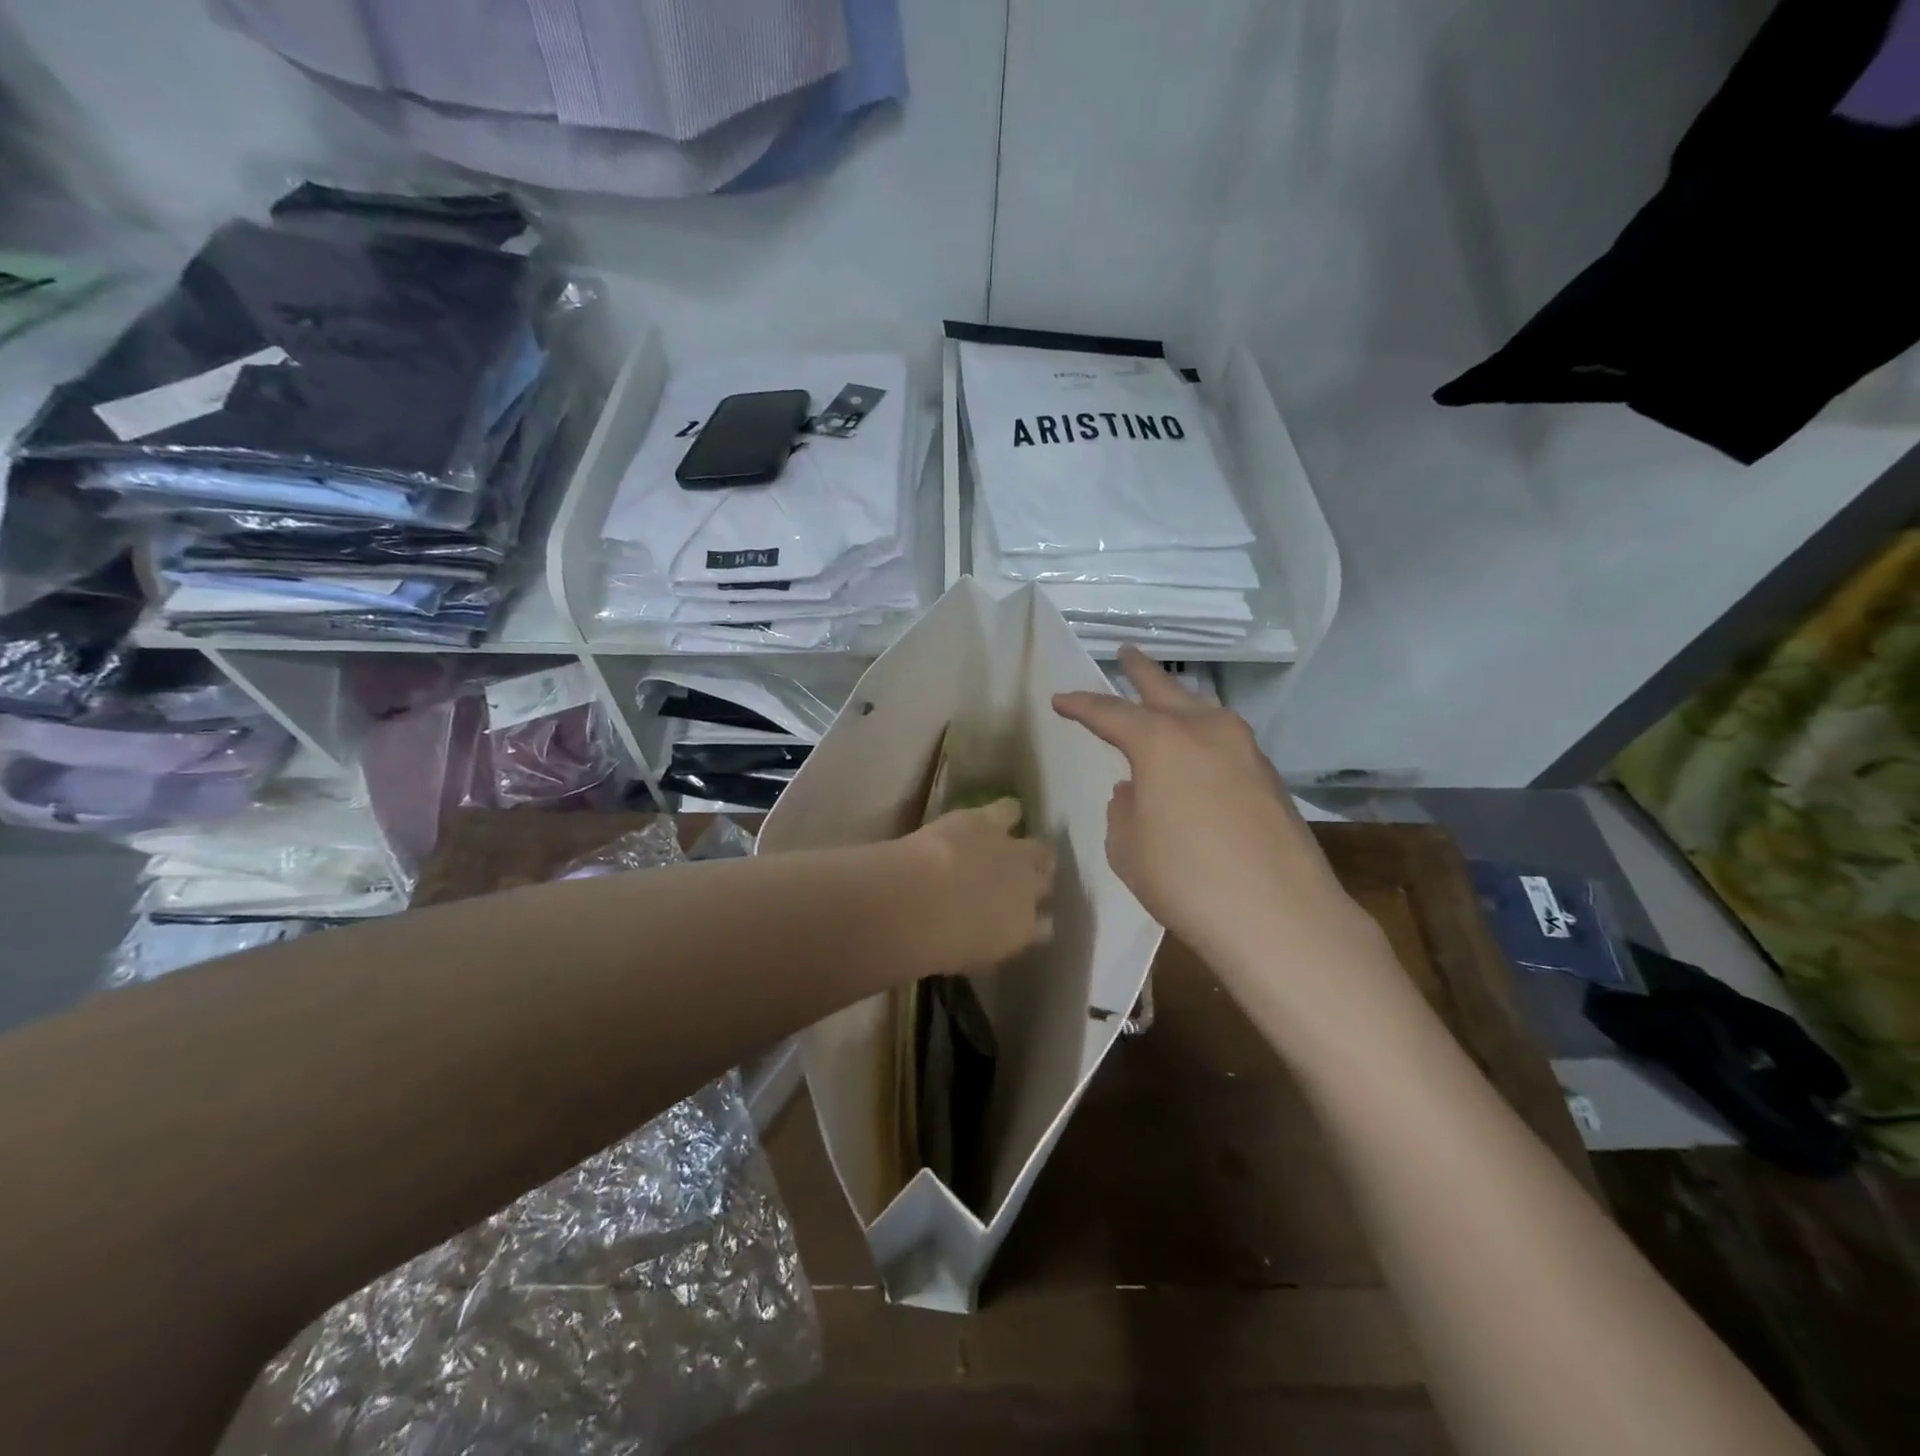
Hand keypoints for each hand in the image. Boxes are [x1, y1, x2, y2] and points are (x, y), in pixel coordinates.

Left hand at [905, 798, 1056, 972]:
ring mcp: (1013, 852)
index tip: (1027, 920)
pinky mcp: (991, 821)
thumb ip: (987, 947)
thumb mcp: (968, 957)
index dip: (1036, 920)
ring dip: (1029, 847)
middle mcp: (1028, 889)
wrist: (922, 900)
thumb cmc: (938, 943)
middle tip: (1019, 878)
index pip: (1044, 927)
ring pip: (1039, 846)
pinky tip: (1002, 812)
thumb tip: (988, 942)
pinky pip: (1011, 810)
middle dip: (1038, 880)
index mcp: (1023, 929)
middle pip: (1046, 880)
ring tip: (1014, 844)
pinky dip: (1008, 812)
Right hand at [1052, 647, 1386, 989]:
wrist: (1280, 916)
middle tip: (1126, 653)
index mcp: (1161, 741)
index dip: (1081, 705)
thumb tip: (1135, 791)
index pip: (1110, 713)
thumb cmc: (1185, 878)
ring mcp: (1245, 752)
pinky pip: (1225, 743)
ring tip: (1164, 699)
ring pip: (1204, 711)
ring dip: (1180, 702)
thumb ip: (1124, 810)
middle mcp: (1206, 732)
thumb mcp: (1128, 847)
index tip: (1060, 700)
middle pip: (1166, 690)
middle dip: (1140, 672)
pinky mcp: (1270, 778)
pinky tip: (1196, 758)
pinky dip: (1203, 739)